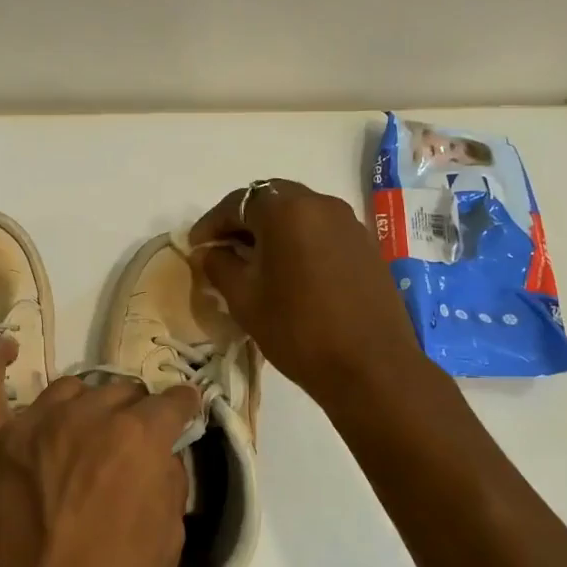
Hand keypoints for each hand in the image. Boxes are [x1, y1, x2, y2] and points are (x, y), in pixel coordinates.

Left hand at [0, 339, 202, 566]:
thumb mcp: (169, 542)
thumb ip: (169, 482)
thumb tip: (161, 455)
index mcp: (136, 438)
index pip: (171, 403)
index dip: (183, 409)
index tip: (186, 414)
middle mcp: (86, 417)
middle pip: (119, 392)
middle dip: (134, 413)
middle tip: (133, 446)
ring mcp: (32, 426)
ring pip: (68, 389)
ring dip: (87, 405)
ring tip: (88, 432)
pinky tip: (6, 346)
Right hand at [190, 179, 427, 397]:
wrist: (371, 367)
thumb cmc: (297, 330)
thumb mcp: (244, 299)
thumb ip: (219, 266)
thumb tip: (208, 252)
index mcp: (286, 211)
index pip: (237, 203)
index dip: (211, 223)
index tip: (196, 246)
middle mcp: (321, 204)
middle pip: (271, 200)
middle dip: (243, 221)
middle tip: (223, 249)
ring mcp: (349, 223)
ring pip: (299, 214)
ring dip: (272, 230)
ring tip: (254, 262)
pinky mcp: (366, 246)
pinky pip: (321, 231)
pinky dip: (299, 241)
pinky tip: (289, 272)